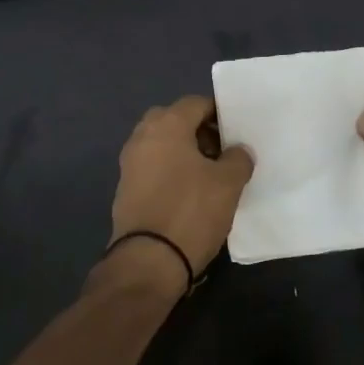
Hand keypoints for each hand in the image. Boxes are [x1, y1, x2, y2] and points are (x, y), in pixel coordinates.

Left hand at [107, 95, 254, 285]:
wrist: (148, 261)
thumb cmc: (191, 211)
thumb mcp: (228, 183)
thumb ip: (238, 158)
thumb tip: (238, 151)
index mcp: (166, 125)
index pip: (196, 103)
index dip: (219, 113)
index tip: (236, 133)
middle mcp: (142, 136)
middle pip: (175, 120)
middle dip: (198, 131)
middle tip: (221, 152)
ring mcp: (130, 163)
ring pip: (162, 144)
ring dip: (184, 152)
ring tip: (209, 176)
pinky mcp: (125, 189)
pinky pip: (153, 167)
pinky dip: (170, 171)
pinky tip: (189, 193)